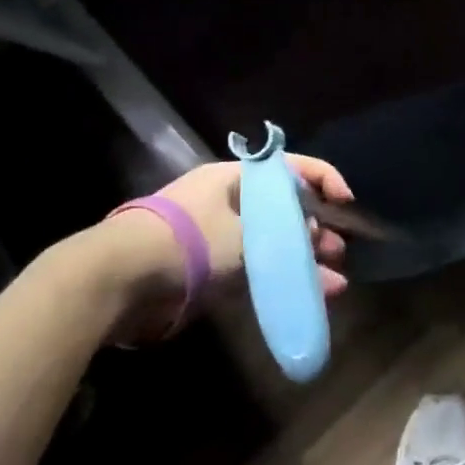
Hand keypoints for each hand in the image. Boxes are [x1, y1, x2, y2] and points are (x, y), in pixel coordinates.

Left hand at [101, 156, 351, 343]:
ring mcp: (219, 235)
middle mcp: (230, 200)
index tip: (347, 205)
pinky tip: (306, 296)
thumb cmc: (188, 243)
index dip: (326, 180)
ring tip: (333, 282)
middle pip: (286, 208)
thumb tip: (314, 240)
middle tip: (339, 251)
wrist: (118, 280)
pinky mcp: (209, 268)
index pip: (293, 168)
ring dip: (304, 260)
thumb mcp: (248, 236)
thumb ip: (288, 237)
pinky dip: (280, 279)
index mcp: (237, 177)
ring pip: (274, 242)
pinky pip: (256, 269)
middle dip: (317, 229)